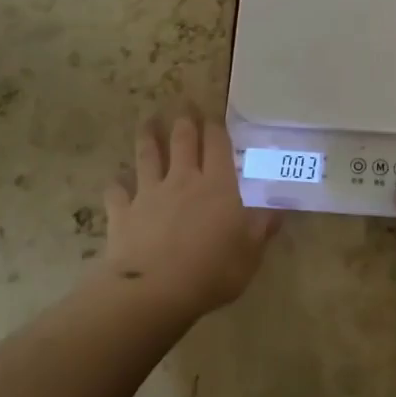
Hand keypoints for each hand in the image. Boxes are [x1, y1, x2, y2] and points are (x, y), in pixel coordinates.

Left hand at [99, 113, 277, 320]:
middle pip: (183, 141)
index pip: (218, 145)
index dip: (216, 127)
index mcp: (218, 185)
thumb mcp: (250, 254)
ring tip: (147, 122)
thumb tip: (279, 210)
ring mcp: (149, 194)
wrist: (154, 290)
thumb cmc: (212, 271)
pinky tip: (116, 181)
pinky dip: (117, 184)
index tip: (213, 114)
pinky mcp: (123, 213)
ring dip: (148, 137)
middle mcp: (183, 180)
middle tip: (183, 106)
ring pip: (148, 156)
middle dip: (184, 121)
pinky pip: (117, 192)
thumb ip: (262, 228)